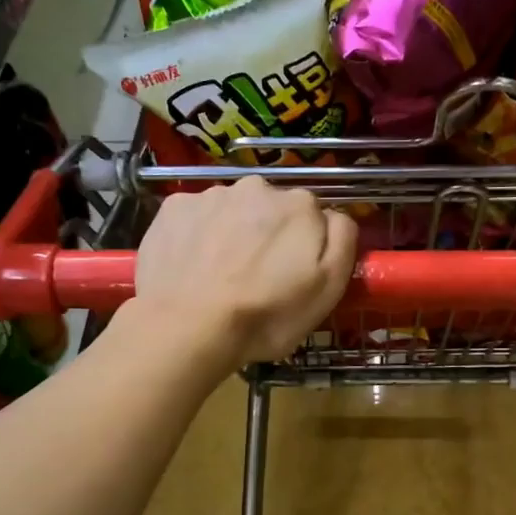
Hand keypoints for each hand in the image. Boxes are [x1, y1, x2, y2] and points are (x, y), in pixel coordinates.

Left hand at [132, 177, 355, 366]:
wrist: (188, 327)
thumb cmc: (266, 315)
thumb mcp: (328, 288)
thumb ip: (342, 241)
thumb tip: (333, 217)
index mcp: (300, 205)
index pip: (313, 217)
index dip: (306, 247)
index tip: (293, 275)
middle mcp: (256, 187)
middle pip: (271, 210)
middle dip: (268, 235)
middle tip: (257, 278)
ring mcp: (211, 194)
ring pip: (232, 211)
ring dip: (232, 234)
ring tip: (221, 276)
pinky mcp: (173, 208)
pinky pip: (196, 217)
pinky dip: (197, 235)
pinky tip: (193, 267)